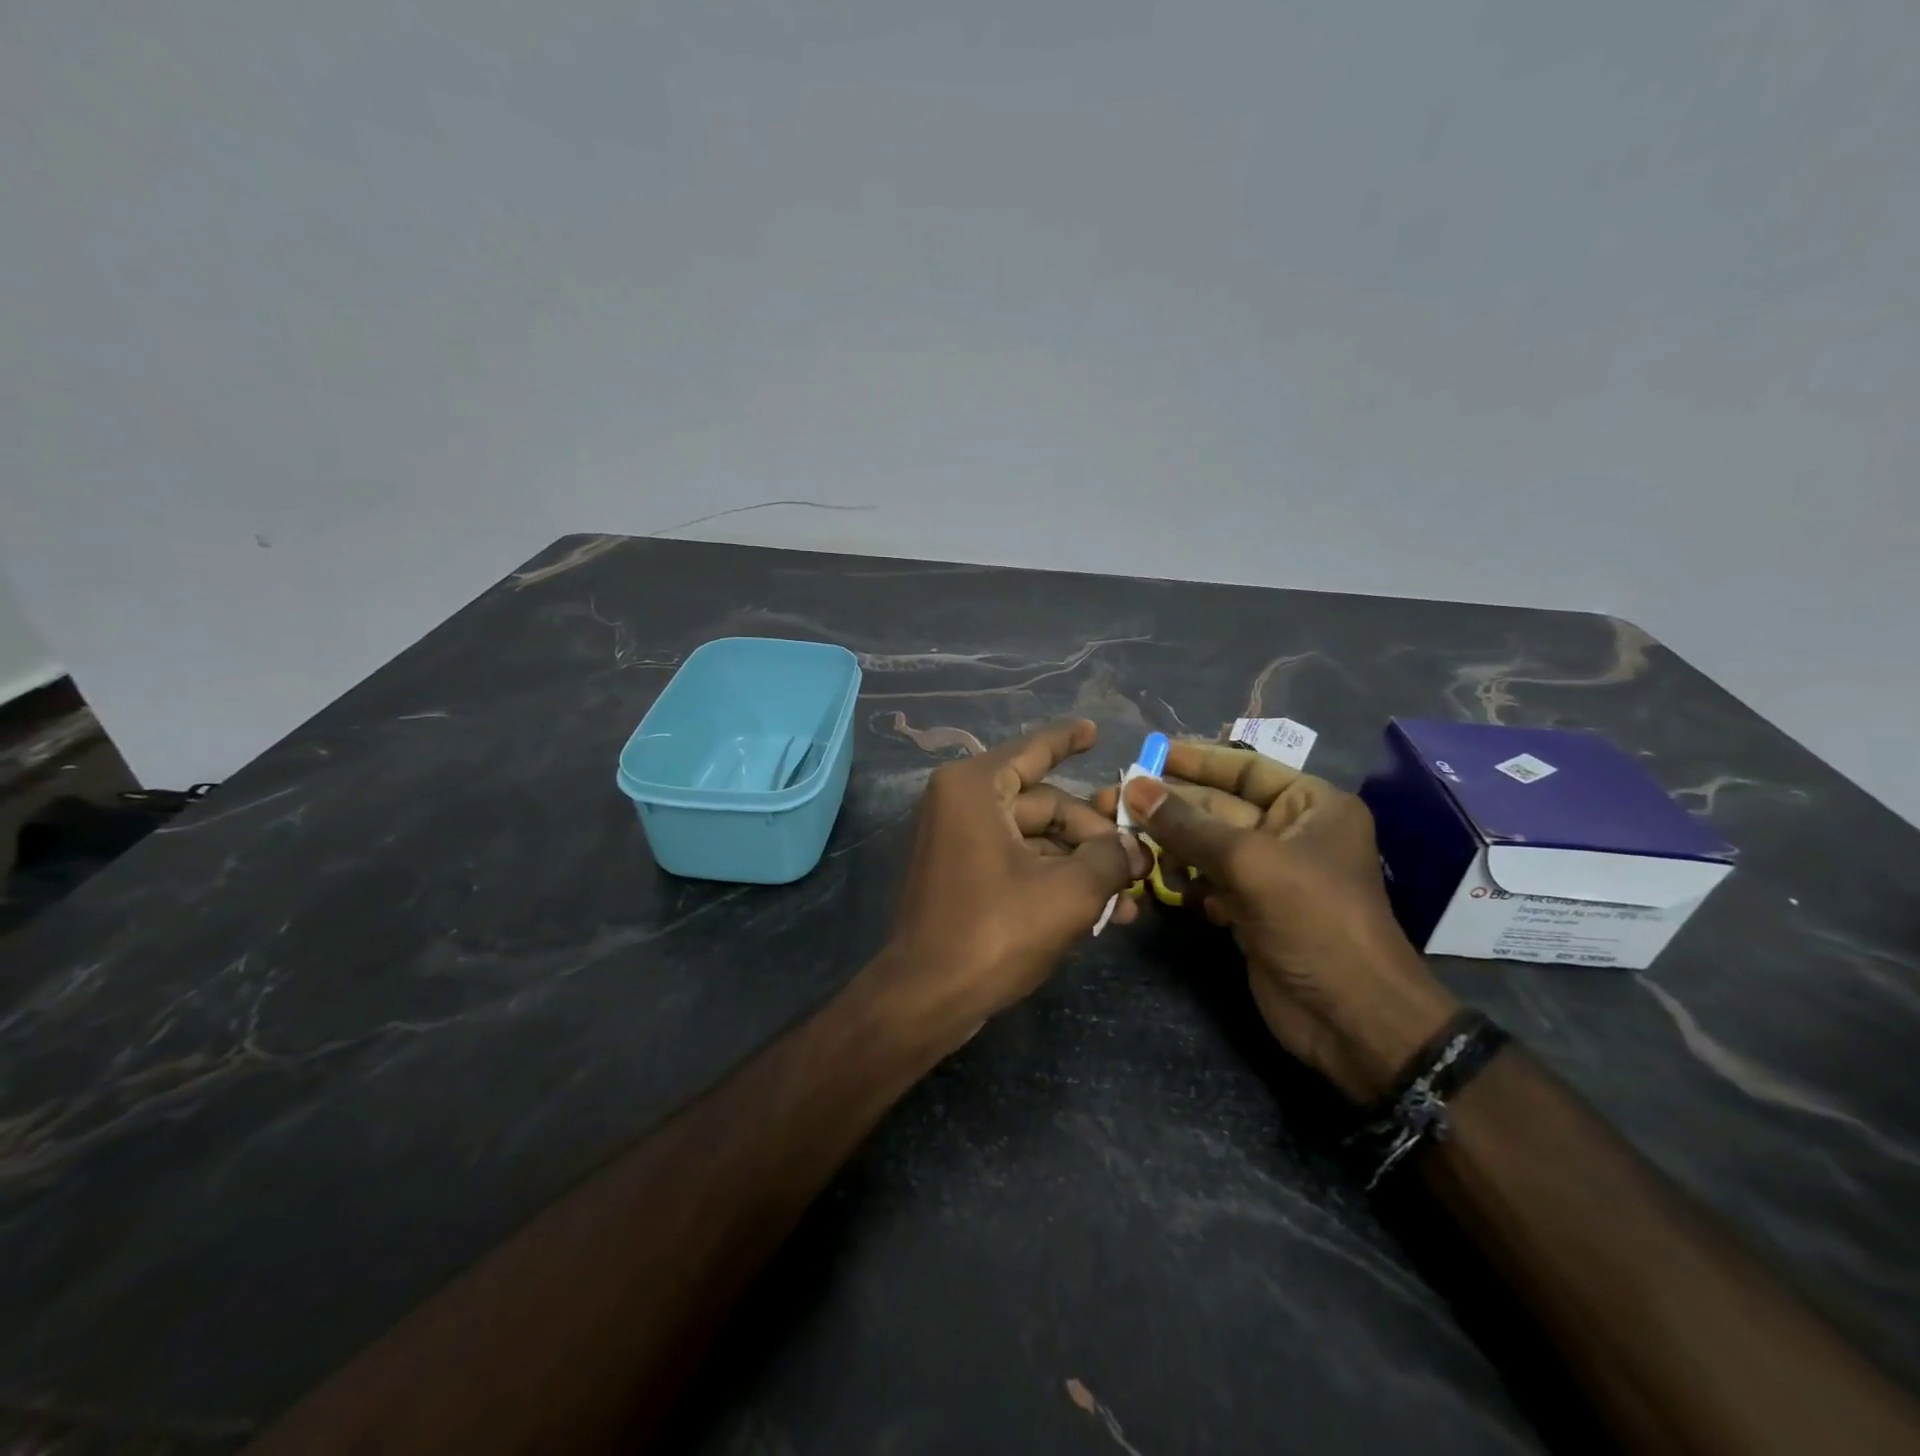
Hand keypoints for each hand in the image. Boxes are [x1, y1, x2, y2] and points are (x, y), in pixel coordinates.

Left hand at [880, 720, 1148, 1049]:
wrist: (927, 998)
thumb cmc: (994, 931)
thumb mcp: (1068, 892)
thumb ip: (1110, 858)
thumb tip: (1136, 847)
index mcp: (976, 788)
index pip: (1033, 750)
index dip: (1068, 740)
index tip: (1094, 730)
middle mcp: (963, 804)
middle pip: (1046, 804)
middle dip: (1096, 834)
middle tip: (1142, 861)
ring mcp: (960, 841)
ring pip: (1037, 840)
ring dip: (1083, 865)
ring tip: (1131, 897)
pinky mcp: (964, 876)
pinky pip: (1020, 863)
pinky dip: (1056, 880)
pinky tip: (1101, 912)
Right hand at [1104, 742, 1458, 1103]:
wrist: (1351, 1018)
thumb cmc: (1314, 922)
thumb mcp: (1250, 863)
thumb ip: (1188, 825)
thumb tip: (1133, 788)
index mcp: (1311, 805)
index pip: (1245, 768)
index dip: (1196, 760)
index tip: (1150, 753)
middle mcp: (1289, 832)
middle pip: (1216, 807)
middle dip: (1168, 806)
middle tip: (1111, 800)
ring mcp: (1268, 874)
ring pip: (1205, 846)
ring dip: (1167, 844)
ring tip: (1124, 840)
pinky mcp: (1249, 910)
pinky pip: (1206, 881)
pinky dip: (1181, 880)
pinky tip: (1155, 880)